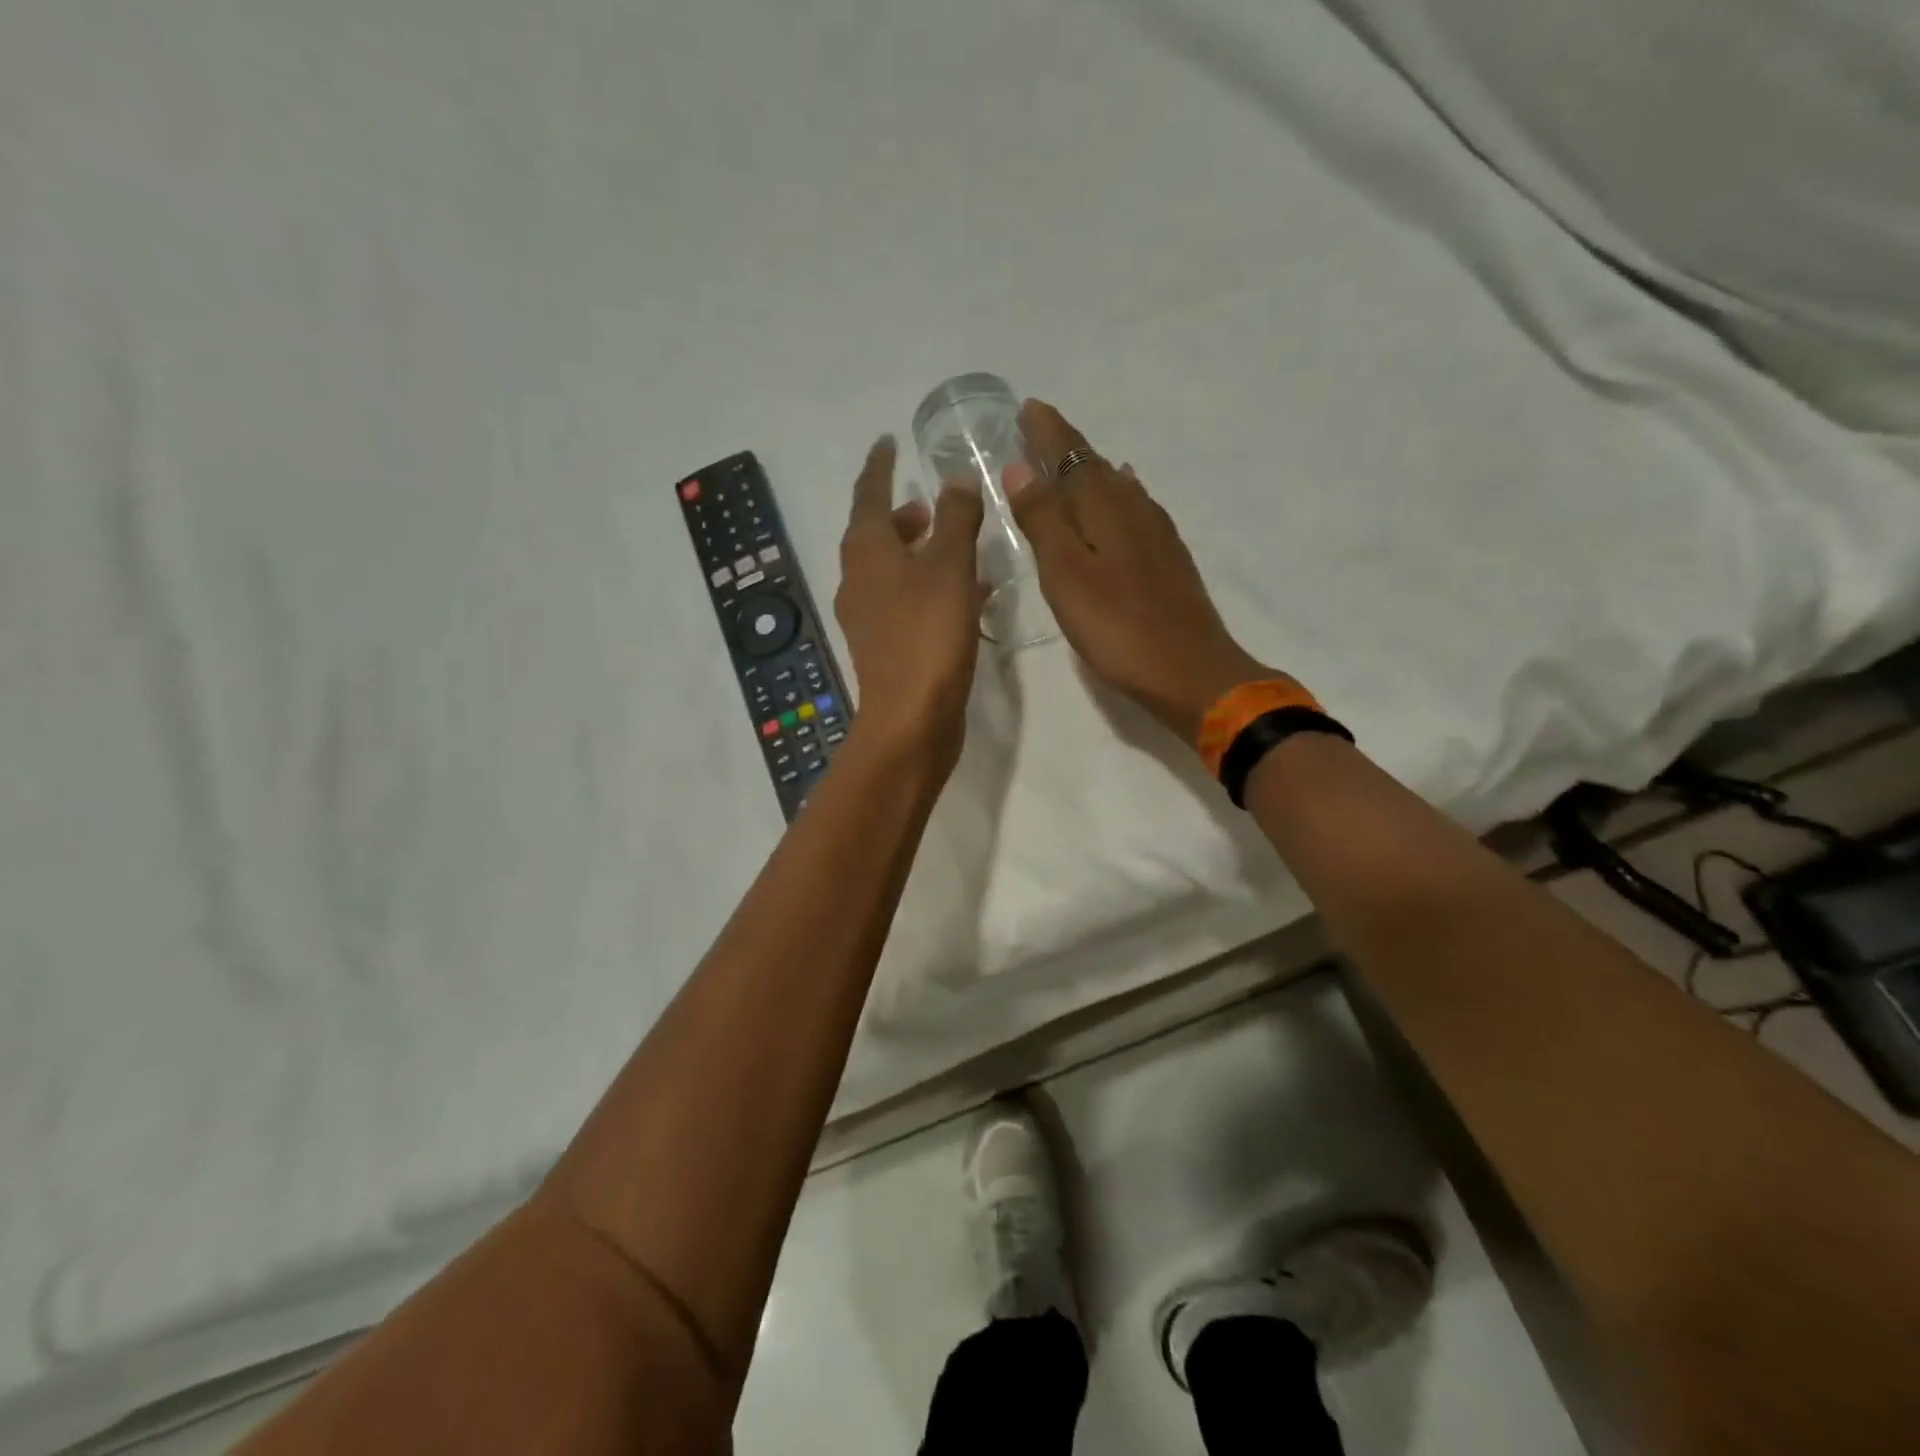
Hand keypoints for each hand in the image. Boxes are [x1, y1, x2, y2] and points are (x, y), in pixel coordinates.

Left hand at [834, 436, 987, 769]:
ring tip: (953, 544)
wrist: (911, 718)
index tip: (888, 441)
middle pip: (875, 534)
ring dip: (917, 552)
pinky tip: (963, 594)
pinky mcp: (886, 647)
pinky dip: (928, 586)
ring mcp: (869, 617)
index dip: (879, 465)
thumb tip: (956, 478)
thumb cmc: (928, 634)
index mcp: (866, 551)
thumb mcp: (949, 567)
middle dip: (900, 515)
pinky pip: (906, 601)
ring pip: (891, 570)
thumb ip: (956, 519)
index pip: (868, 493)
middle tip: (929, 503)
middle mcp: (859, 580)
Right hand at [1008, 400, 1286, 739]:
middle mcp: (1134, 509)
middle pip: (1094, 467)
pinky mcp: (1170, 560)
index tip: (1029, 408)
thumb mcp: (1065, 574)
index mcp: (1104, 507)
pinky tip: (1125, 498)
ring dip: (1091, 471)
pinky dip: (1120, 496)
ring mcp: (1157, 534)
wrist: (1189, 670)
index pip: (1071, 455)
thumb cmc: (1116, 626)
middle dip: (1066, 448)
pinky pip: (1137, 510)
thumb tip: (1019, 466)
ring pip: (1118, 488)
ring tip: (1071, 463)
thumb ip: (1042, 520)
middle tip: (1038, 432)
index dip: (1048, 432)